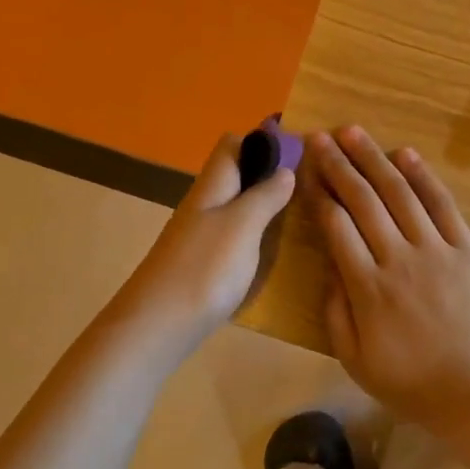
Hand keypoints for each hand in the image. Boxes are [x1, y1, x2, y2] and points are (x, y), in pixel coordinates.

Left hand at [118, 132, 295, 344]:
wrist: (156, 327)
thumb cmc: (203, 269)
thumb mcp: (242, 225)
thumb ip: (264, 196)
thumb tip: (286, 169)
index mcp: (212, 186)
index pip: (233, 144)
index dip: (263, 141)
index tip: (301, 150)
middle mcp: (204, 204)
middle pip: (236, 176)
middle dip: (269, 175)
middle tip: (312, 187)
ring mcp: (201, 236)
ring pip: (236, 207)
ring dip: (265, 206)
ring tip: (303, 216)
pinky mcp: (202, 265)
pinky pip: (233, 236)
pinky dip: (256, 236)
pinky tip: (275, 251)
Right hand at [307, 126, 469, 428]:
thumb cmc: (413, 383)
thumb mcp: (356, 360)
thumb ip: (335, 312)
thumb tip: (329, 266)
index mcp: (367, 288)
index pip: (336, 226)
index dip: (319, 193)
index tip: (306, 168)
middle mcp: (398, 259)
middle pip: (363, 201)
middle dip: (338, 165)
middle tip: (320, 137)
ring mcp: (437, 250)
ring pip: (399, 194)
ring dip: (374, 159)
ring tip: (353, 132)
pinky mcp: (468, 250)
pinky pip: (442, 206)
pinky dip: (423, 177)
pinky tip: (405, 154)